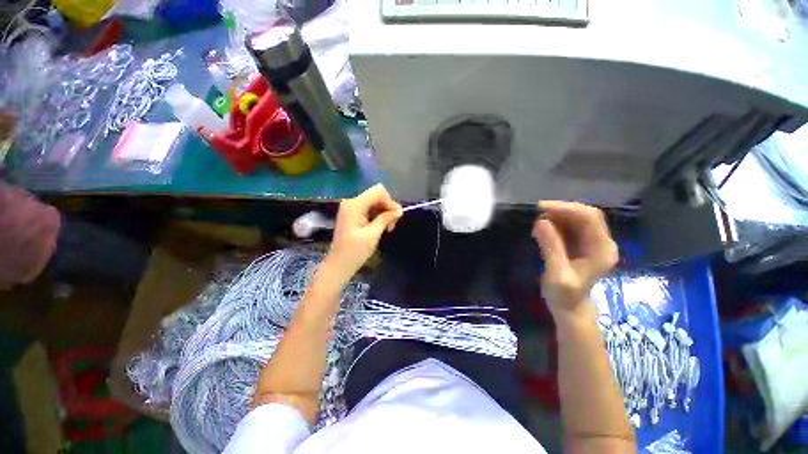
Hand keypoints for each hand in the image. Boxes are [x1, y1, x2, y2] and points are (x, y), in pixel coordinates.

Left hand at [323, 184, 401, 284]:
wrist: (339, 265)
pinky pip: (370, 208)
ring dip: (384, 213)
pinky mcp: (353, 214)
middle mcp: (352, 202)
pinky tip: (380, 227)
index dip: (390, 202)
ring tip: (387, 228)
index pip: (378, 192)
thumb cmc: (354, 252)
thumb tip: (399, 210)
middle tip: (391, 226)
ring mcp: (351, 208)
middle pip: (377, 196)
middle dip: (387, 208)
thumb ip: (385, 219)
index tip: (395, 217)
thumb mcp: (372, 235)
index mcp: (355, 205)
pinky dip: (378, 216)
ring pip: (375, 202)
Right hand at [532, 201, 617, 316]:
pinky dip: (555, 223)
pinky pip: (570, 226)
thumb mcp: (557, 274)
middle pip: (585, 215)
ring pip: (577, 219)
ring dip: (557, 216)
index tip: (541, 208)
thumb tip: (540, 222)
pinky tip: (542, 228)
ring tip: (537, 222)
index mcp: (602, 250)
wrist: (569, 309)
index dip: (567, 208)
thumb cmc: (564, 296)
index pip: (590, 218)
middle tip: (537, 212)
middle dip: (561, 210)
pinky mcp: (581, 244)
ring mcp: (592, 243)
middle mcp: (601, 242)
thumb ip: (551, 247)